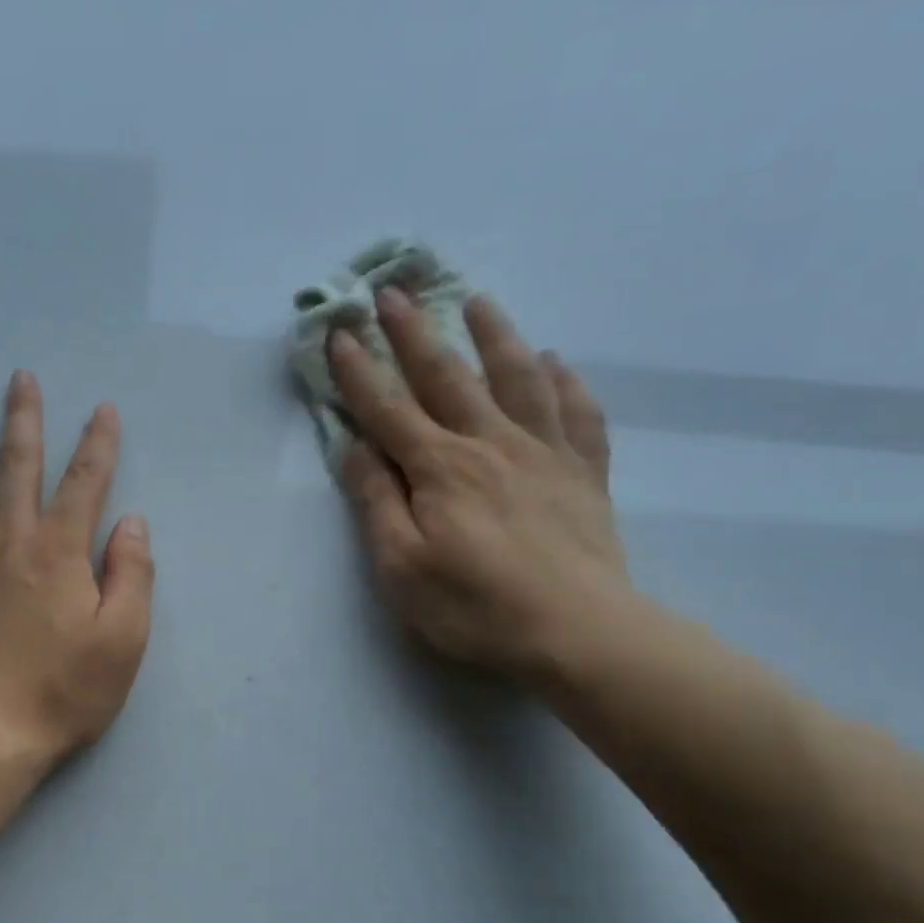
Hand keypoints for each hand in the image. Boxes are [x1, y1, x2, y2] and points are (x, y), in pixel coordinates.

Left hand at [0, 372, 154, 765]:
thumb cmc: (64, 692)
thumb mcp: (124, 639)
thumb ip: (132, 575)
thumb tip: (131, 522)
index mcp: (59, 552)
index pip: (85, 483)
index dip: (98, 443)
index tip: (104, 409)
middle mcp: (7, 542)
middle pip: (16, 467)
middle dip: (24, 419)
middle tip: (20, 377)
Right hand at [328, 287, 630, 679]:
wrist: (577, 632)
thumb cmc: (473, 606)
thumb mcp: (400, 565)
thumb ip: (377, 501)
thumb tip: (354, 448)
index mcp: (439, 468)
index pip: (388, 408)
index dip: (359, 371)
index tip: (340, 332)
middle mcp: (489, 444)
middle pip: (446, 377)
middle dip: (414, 332)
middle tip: (394, 290)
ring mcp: (544, 453)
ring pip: (517, 379)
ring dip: (494, 335)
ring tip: (478, 301)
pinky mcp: (583, 473)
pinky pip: (578, 414)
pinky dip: (566, 383)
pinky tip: (557, 362)